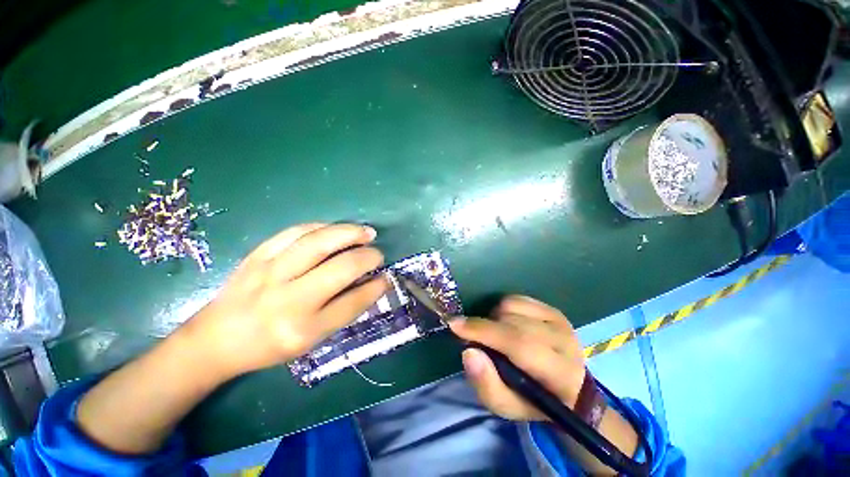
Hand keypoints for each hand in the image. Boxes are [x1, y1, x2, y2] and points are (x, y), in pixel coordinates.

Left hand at [185, 223, 387, 378]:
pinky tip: (335, 229)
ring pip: (319, 242)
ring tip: (366, 232)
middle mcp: (289, 300)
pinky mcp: (258, 255)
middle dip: (367, 257)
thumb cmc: (268, 345)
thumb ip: (344, 311)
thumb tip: (373, 284)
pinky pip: (295, 232)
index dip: (376, 287)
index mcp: (303, 329)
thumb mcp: (310, 340)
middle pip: (341, 268)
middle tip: (378, 254)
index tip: (386, 278)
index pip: (353, 302)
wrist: (216, 339)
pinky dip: (321, 227)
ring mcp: (270, 273)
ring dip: (349, 233)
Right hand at [449, 296, 586, 421]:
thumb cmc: (533, 401)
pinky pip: (516, 299)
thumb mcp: (507, 406)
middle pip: (511, 322)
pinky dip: (503, 309)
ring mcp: (559, 320)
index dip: (483, 331)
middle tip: (476, 339)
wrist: (569, 388)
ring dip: (494, 318)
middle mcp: (563, 340)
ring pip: (511, 306)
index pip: (518, 343)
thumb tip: (468, 351)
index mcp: (559, 372)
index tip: (455, 325)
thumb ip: (486, 385)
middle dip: (484, 327)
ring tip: (496, 335)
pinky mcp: (553, 309)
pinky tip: (506, 324)